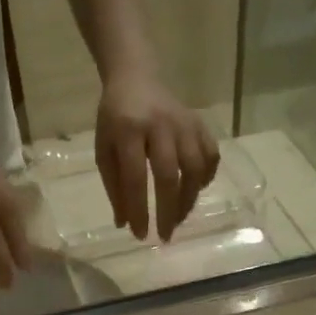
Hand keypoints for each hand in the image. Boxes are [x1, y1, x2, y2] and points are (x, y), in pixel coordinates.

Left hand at [96, 71, 218, 240]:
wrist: (136, 78)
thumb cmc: (115, 119)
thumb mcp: (104, 150)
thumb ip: (114, 186)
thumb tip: (124, 223)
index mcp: (128, 130)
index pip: (135, 177)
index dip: (139, 210)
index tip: (140, 235)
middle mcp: (159, 125)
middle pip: (169, 175)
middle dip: (168, 211)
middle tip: (165, 237)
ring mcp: (184, 122)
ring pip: (194, 167)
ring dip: (188, 200)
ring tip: (178, 219)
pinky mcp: (199, 123)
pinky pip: (210, 154)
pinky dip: (206, 177)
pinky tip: (194, 191)